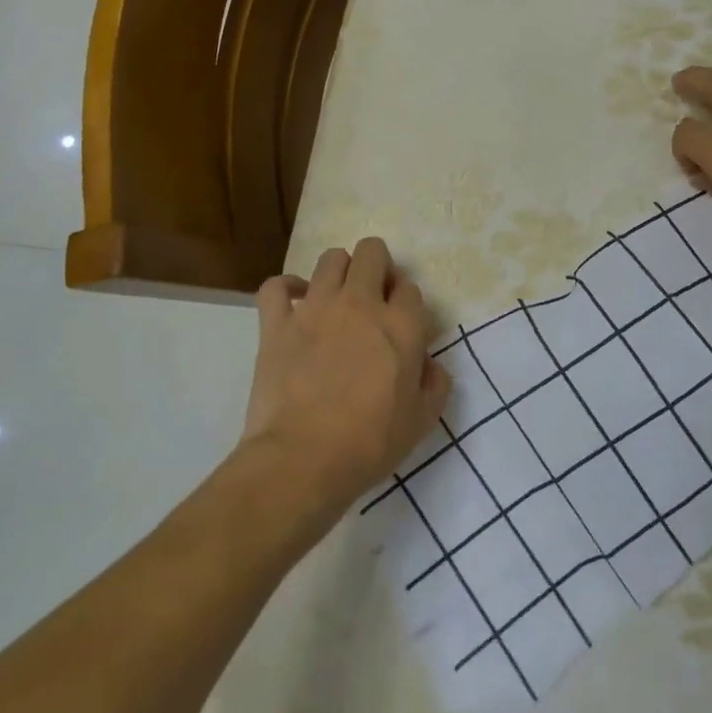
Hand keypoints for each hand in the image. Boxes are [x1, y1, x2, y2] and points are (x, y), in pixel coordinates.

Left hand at [239, 238, 451, 521]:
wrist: (303, 460)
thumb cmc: (369, 444)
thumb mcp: (422, 421)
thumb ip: (435, 384)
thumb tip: (431, 364)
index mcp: (401, 325)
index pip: (409, 288)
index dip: (406, 303)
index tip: (401, 325)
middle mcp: (361, 304)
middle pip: (372, 252)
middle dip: (377, 266)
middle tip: (373, 298)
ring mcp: (315, 308)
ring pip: (330, 258)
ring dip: (338, 271)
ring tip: (336, 298)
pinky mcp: (277, 323)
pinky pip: (276, 286)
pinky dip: (285, 288)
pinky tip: (292, 302)